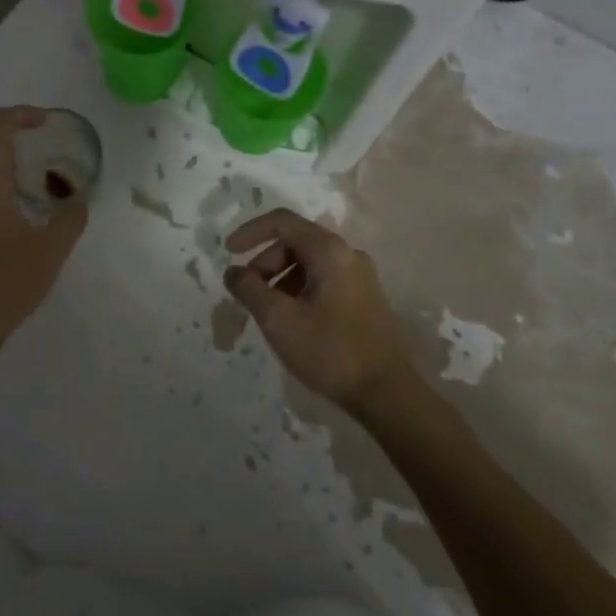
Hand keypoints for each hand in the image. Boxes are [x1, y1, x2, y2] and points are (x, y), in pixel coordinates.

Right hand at [223, 209, 414, 414]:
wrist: (387, 393)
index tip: (228, 253)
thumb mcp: (278, 319)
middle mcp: (348, 254)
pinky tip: (293, 321)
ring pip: (309, 263)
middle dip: (265, 262)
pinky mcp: (365, 298)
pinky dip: (300, 289)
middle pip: (295, 242)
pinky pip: (324, 279)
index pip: (282, 222)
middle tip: (249, 293)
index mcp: (329, 250)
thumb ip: (249, 289)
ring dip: (281, 279)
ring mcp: (360, 276)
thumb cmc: (329, 350)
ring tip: (268, 312)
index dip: (250, 232)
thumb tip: (233, 272)